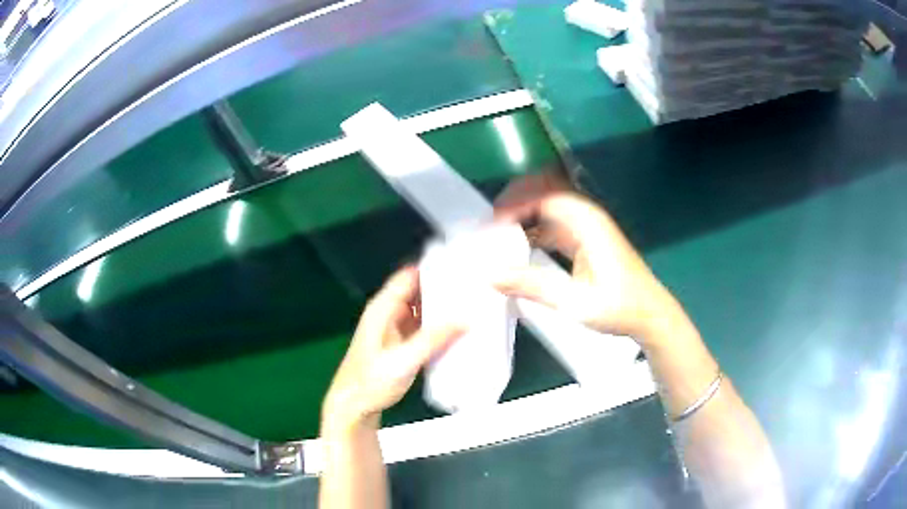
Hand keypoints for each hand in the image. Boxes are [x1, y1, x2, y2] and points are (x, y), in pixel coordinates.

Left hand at [322, 268, 463, 434]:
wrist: (354, 406)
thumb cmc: (371, 382)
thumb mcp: (403, 361)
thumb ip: (433, 339)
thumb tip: (466, 317)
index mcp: (383, 308)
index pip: (410, 276)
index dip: (434, 268)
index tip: (463, 266)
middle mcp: (390, 312)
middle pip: (419, 290)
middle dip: (445, 287)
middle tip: (477, 286)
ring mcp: (396, 327)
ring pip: (423, 308)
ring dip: (444, 307)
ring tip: (475, 303)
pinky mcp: (403, 342)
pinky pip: (424, 326)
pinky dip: (440, 325)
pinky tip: (460, 327)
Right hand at [493, 175, 676, 343]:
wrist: (650, 315)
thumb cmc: (620, 307)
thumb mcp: (575, 301)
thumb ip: (534, 286)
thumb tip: (491, 275)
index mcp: (587, 222)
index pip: (543, 196)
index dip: (514, 204)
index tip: (490, 225)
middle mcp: (586, 217)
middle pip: (543, 193)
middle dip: (515, 203)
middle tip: (489, 225)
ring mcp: (586, 227)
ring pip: (546, 209)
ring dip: (522, 217)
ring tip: (496, 236)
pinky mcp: (584, 240)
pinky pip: (552, 225)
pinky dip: (533, 231)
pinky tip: (517, 248)